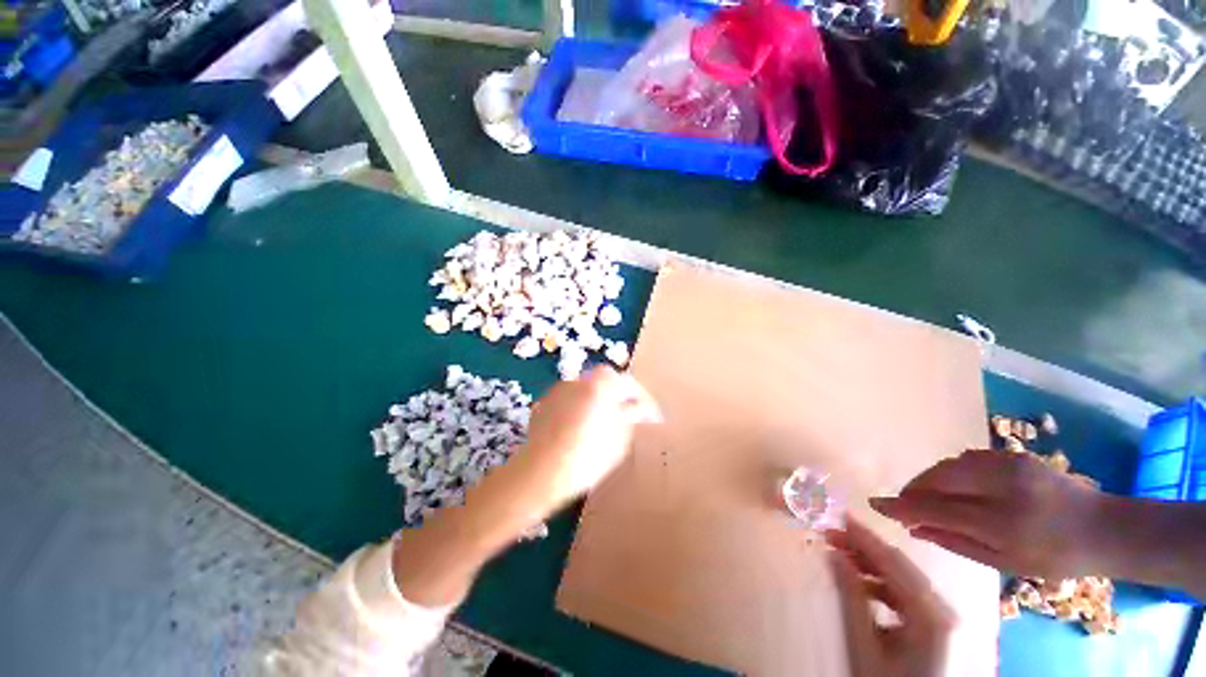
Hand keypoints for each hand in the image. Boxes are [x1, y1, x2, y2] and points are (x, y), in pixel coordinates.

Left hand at [510, 365, 661, 512]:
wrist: (541, 473)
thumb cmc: (587, 456)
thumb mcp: (619, 438)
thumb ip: (632, 416)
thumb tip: (639, 408)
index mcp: (601, 384)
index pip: (628, 382)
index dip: (641, 397)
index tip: (649, 413)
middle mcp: (579, 380)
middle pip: (606, 381)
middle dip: (619, 396)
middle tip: (627, 415)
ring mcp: (559, 391)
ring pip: (586, 390)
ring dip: (598, 401)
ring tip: (602, 423)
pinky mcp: (545, 403)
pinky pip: (570, 401)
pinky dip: (579, 409)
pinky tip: (579, 428)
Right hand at [827, 518, 954, 676]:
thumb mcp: (863, 644)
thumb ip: (851, 597)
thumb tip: (834, 553)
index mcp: (930, 615)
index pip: (894, 563)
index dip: (865, 537)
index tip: (837, 516)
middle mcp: (942, 610)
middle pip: (900, 566)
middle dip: (864, 547)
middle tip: (830, 533)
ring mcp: (939, 616)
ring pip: (902, 577)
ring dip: (869, 563)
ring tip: (838, 553)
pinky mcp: (932, 624)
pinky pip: (904, 592)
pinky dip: (879, 582)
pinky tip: (858, 581)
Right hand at [870, 449, 1107, 578]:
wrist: (1103, 527)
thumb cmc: (1054, 557)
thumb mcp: (1005, 563)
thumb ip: (955, 543)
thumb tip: (913, 528)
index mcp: (1002, 522)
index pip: (937, 508)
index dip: (902, 505)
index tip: (876, 503)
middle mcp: (1002, 486)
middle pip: (937, 479)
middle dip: (914, 490)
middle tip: (905, 503)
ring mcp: (1008, 464)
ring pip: (947, 465)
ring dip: (929, 479)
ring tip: (926, 495)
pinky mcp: (1012, 453)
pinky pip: (965, 459)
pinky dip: (950, 471)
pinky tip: (953, 484)